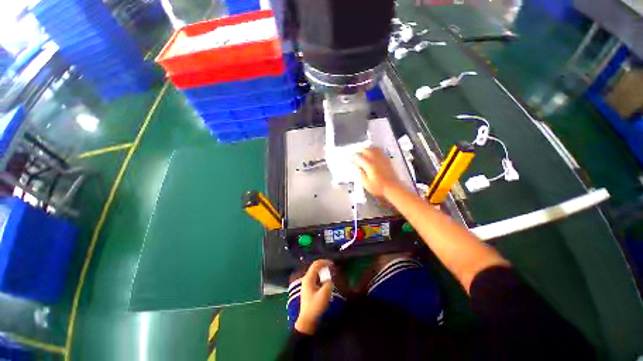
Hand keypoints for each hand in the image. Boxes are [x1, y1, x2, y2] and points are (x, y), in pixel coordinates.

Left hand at [295, 260, 332, 334]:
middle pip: (315, 267)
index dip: (324, 262)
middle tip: (332, 267)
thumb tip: (330, 279)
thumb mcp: (324, 295)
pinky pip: (316, 277)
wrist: (307, 321)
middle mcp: (306, 279)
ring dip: (323, 270)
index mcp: (308, 278)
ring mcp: (307, 283)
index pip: (316, 264)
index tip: (333, 264)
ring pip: (315, 272)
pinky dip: (321, 276)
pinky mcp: (309, 288)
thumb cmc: (315, 307)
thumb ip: (328, 284)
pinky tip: (326, 280)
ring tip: (331, 272)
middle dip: (324, 265)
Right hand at [353, 147, 401, 197]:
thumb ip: (360, 173)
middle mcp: (375, 159)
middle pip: (367, 150)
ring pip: (374, 148)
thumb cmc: (378, 187)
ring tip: (364, 151)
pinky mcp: (387, 160)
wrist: (393, 187)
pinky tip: (373, 153)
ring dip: (368, 148)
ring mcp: (382, 158)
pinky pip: (380, 151)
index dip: (354, 156)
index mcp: (369, 165)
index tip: (350, 157)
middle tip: (356, 153)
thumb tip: (357, 167)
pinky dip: (374, 150)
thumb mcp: (366, 183)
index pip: (359, 157)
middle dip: (360, 150)